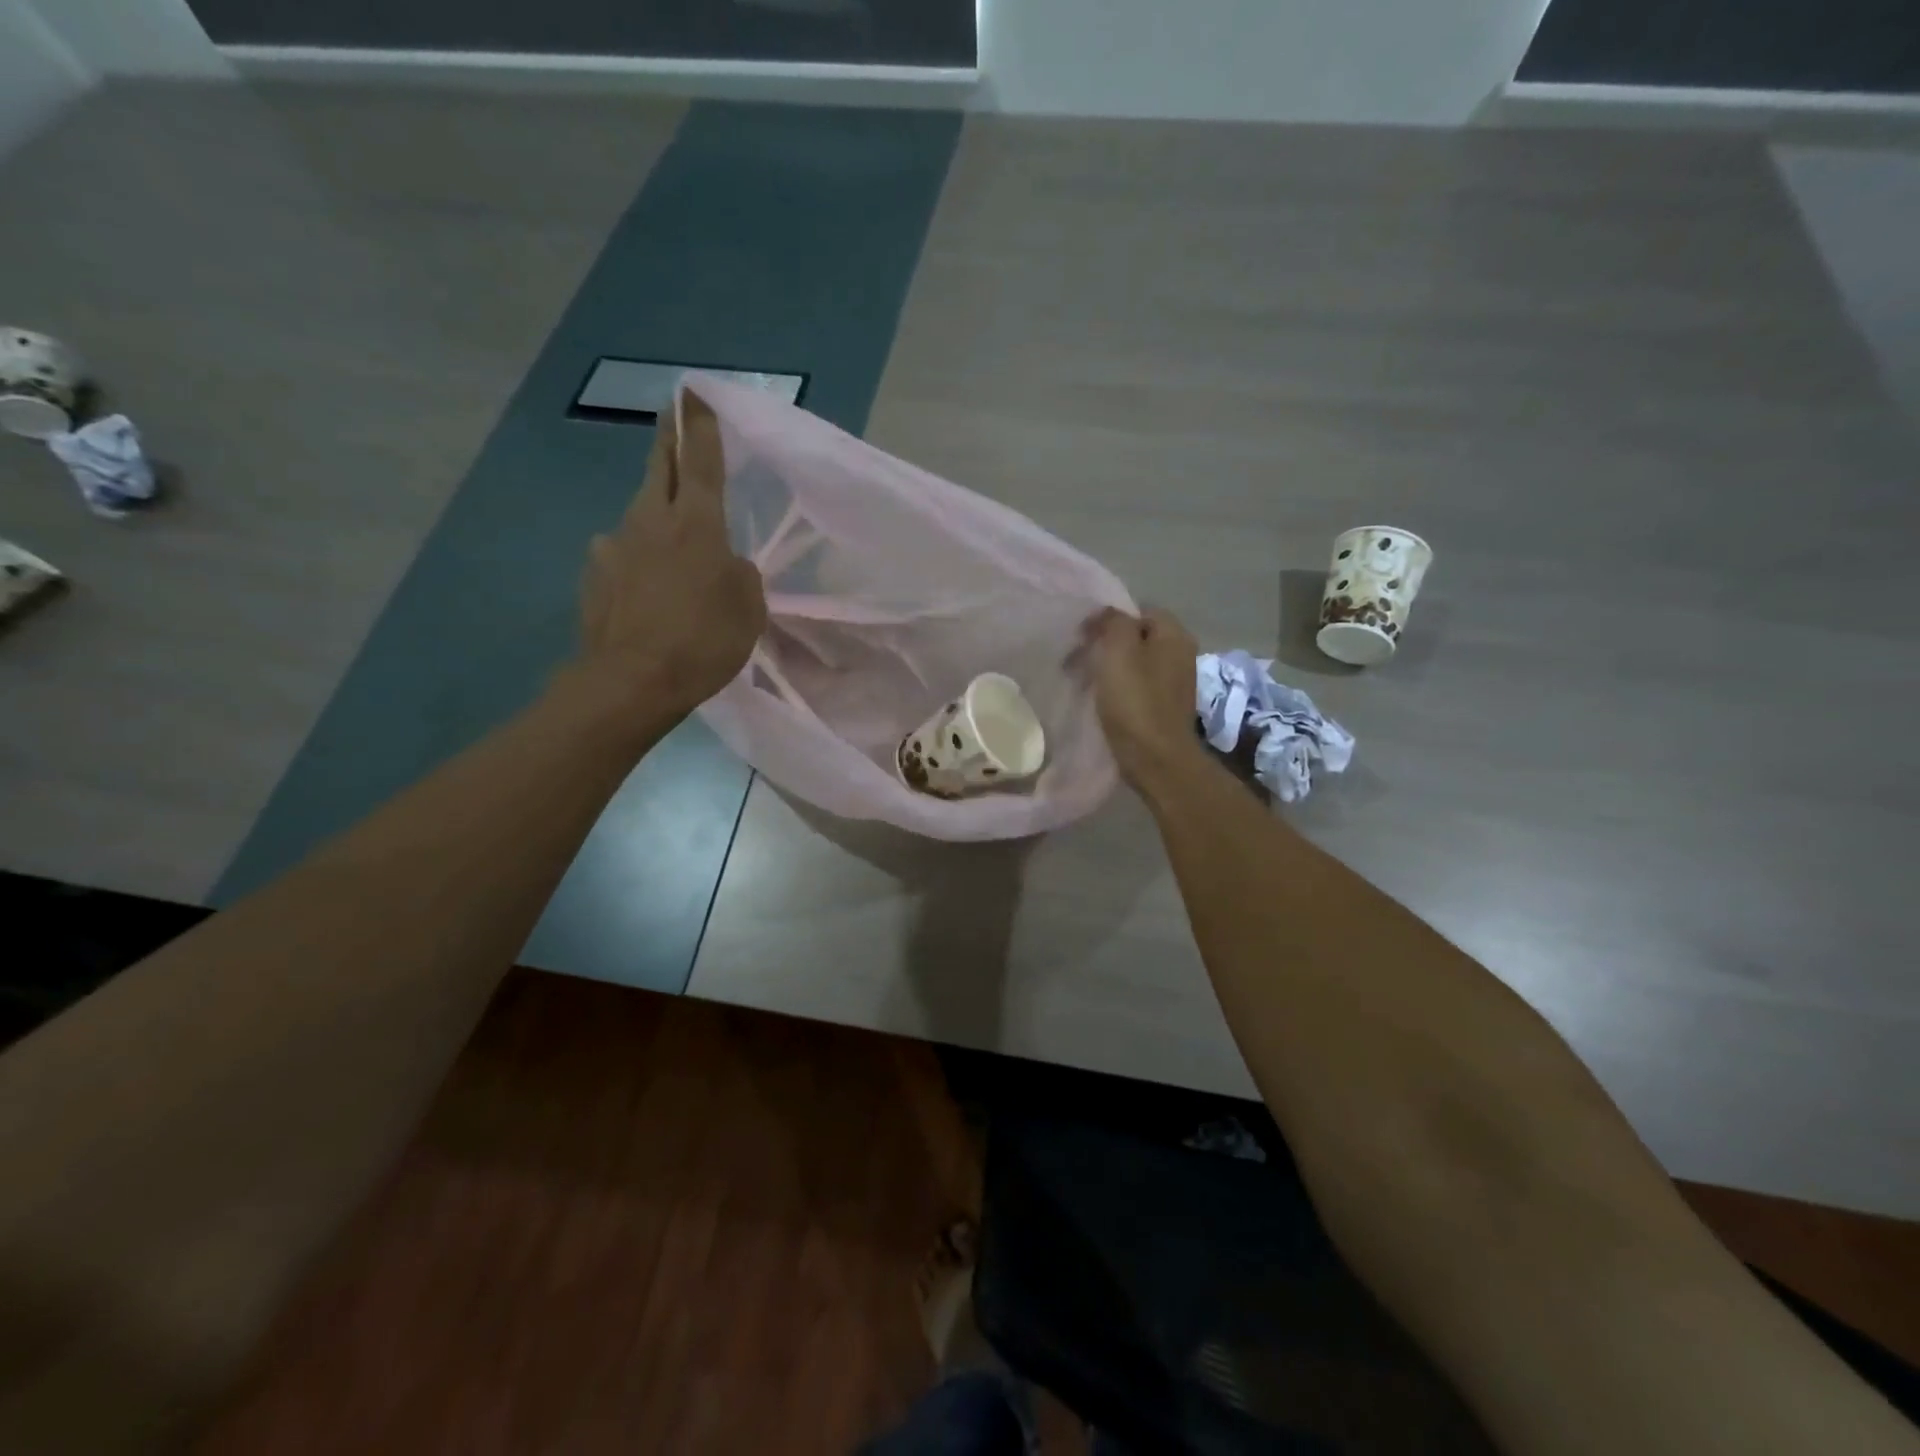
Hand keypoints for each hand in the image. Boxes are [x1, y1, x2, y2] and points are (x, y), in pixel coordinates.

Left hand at [576, 390, 766, 719]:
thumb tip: (724, 562)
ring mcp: (615, 545)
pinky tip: (643, 586)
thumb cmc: (703, 641)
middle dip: (667, 439)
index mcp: (696, 523)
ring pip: (638, 512)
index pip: (701, 459)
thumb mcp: (748, 608)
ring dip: (653, 510)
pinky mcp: (594, 574)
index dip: (700, 424)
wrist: (631, 681)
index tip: (694, 391)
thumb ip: (740, 574)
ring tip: (667, 533)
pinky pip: (620, 554)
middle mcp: (650, 520)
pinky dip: (635, 558)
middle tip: (672, 419)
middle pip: (658, 466)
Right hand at [1084, 606, 1204, 793]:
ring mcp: (1175, 683)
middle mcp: (1181, 654)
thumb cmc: (1135, 700)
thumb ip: (1113, 622)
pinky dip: (1118, 689)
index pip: (1139, 610)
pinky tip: (1101, 700)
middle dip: (1106, 644)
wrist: (1155, 758)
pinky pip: (1138, 687)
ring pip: (1135, 663)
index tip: (1083, 635)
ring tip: (1083, 680)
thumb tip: (1108, 614)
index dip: (1109, 618)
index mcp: (1174, 635)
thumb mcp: (1118, 650)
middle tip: (1077, 658)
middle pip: (1137, 638)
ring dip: (1109, 668)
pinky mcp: (1165, 708)